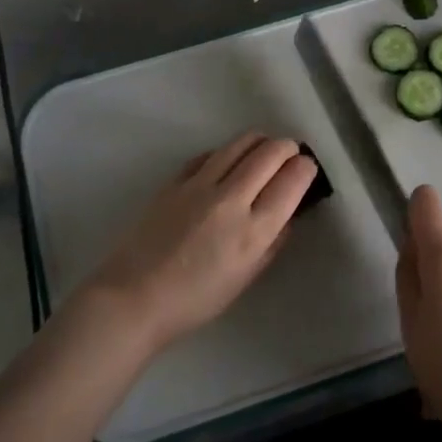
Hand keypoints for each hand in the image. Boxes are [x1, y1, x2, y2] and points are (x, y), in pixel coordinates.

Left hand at [83, 132, 315, 355]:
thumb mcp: (246, 277)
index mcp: (254, 230)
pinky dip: (228, 152)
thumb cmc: (196, 300)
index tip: (307, 169)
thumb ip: (272, 242)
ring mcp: (200, 185)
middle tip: (291, 155)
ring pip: (241, 143)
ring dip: (260, 142)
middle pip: (270, 152)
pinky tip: (228, 162)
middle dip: (288, 148)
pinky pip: (210, 154)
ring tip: (264, 150)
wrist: (134, 297)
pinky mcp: (175, 180)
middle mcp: (231, 199)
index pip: (292, 179)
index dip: (306, 168)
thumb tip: (287, 213)